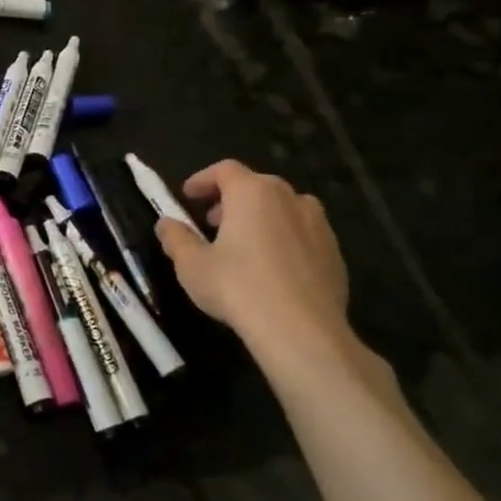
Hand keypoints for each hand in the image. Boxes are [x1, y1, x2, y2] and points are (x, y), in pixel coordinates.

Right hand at [154, 160, 351, 362]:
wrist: (301, 330)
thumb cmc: (237, 287)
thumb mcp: (191, 265)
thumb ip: (176, 238)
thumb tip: (165, 224)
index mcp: (252, 193)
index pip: (225, 170)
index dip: (203, 180)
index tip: (187, 196)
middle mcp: (289, 199)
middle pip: (257, 185)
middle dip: (231, 199)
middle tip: (212, 222)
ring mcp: (318, 225)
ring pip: (285, 208)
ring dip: (261, 217)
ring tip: (244, 244)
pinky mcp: (335, 253)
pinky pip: (304, 234)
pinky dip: (285, 239)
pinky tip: (272, 269)